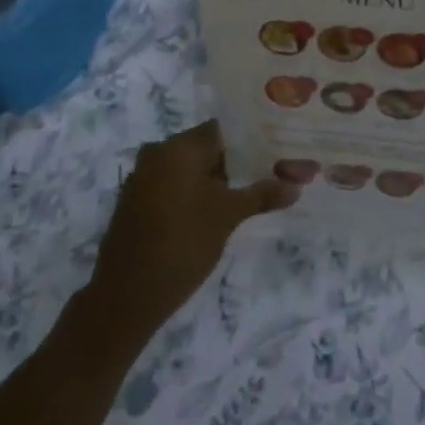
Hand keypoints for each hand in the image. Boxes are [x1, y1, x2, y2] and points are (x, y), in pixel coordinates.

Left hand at [82, 121, 295, 349]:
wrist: (127, 295)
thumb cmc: (183, 242)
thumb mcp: (229, 216)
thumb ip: (262, 194)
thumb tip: (297, 186)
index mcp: (179, 146)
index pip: (222, 129)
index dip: (249, 139)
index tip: (273, 150)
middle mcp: (157, 153)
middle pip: (205, 148)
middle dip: (234, 162)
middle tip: (266, 174)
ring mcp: (142, 179)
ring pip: (187, 169)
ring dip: (213, 181)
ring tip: (245, 195)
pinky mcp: (135, 203)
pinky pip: (171, 187)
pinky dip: (192, 195)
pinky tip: (213, 213)